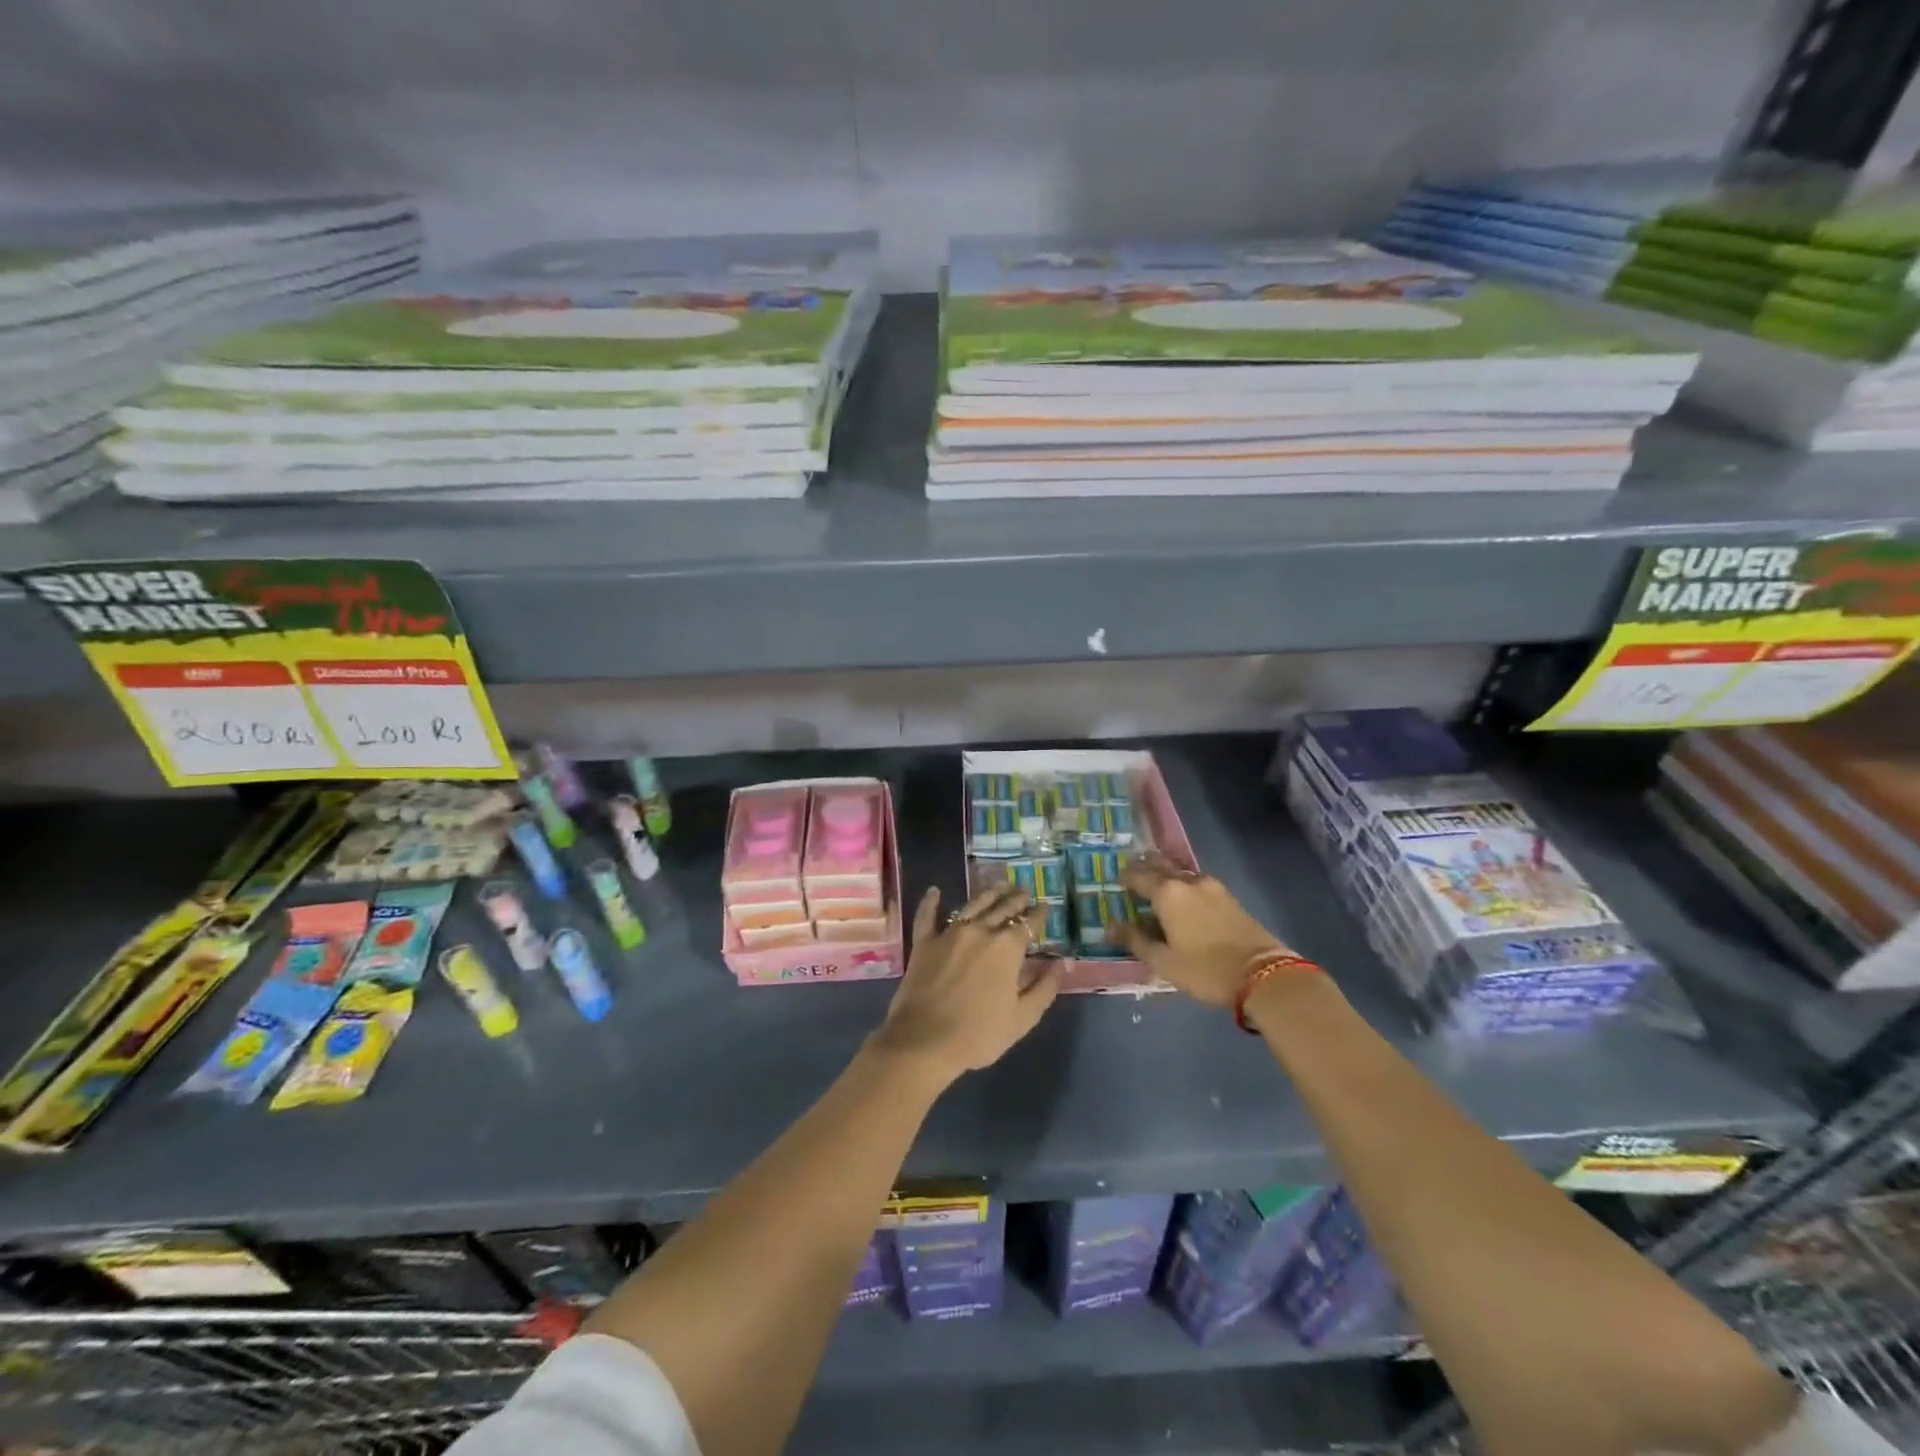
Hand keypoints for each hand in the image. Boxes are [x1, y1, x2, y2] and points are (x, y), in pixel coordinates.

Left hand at [872, 882, 1060, 1082]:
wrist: (924, 1040)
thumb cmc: (978, 1034)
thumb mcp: (1022, 1018)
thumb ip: (1044, 989)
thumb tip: (1060, 964)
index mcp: (1007, 948)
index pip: (1028, 923)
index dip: (1039, 914)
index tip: (1045, 906)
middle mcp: (980, 931)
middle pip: (1002, 908)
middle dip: (1016, 898)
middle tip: (1023, 890)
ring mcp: (949, 933)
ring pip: (972, 905)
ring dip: (988, 894)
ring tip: (998, 885)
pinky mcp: (924, 942)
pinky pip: (927, 915)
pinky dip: (931, 902)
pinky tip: (934, 891)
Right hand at [1113, 850, 1287, 1007]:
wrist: (1264, 974)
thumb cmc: (1205, 969)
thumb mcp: (1163, 961)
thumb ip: (1135, 940)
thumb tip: (1110, 926)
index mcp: (1167, 893)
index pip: (1138, 875)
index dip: (1125, 877)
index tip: (1116, 880)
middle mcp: (1188, 881)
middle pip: (1161, 865)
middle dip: (1145, 866)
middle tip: (1133, 872)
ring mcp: (1212, 887)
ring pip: (1181, 872)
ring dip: (1166, 874)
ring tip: (1157, 884)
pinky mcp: (1229, 897)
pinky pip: (1197, 882)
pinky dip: (1184, 884)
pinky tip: (1184, 897)